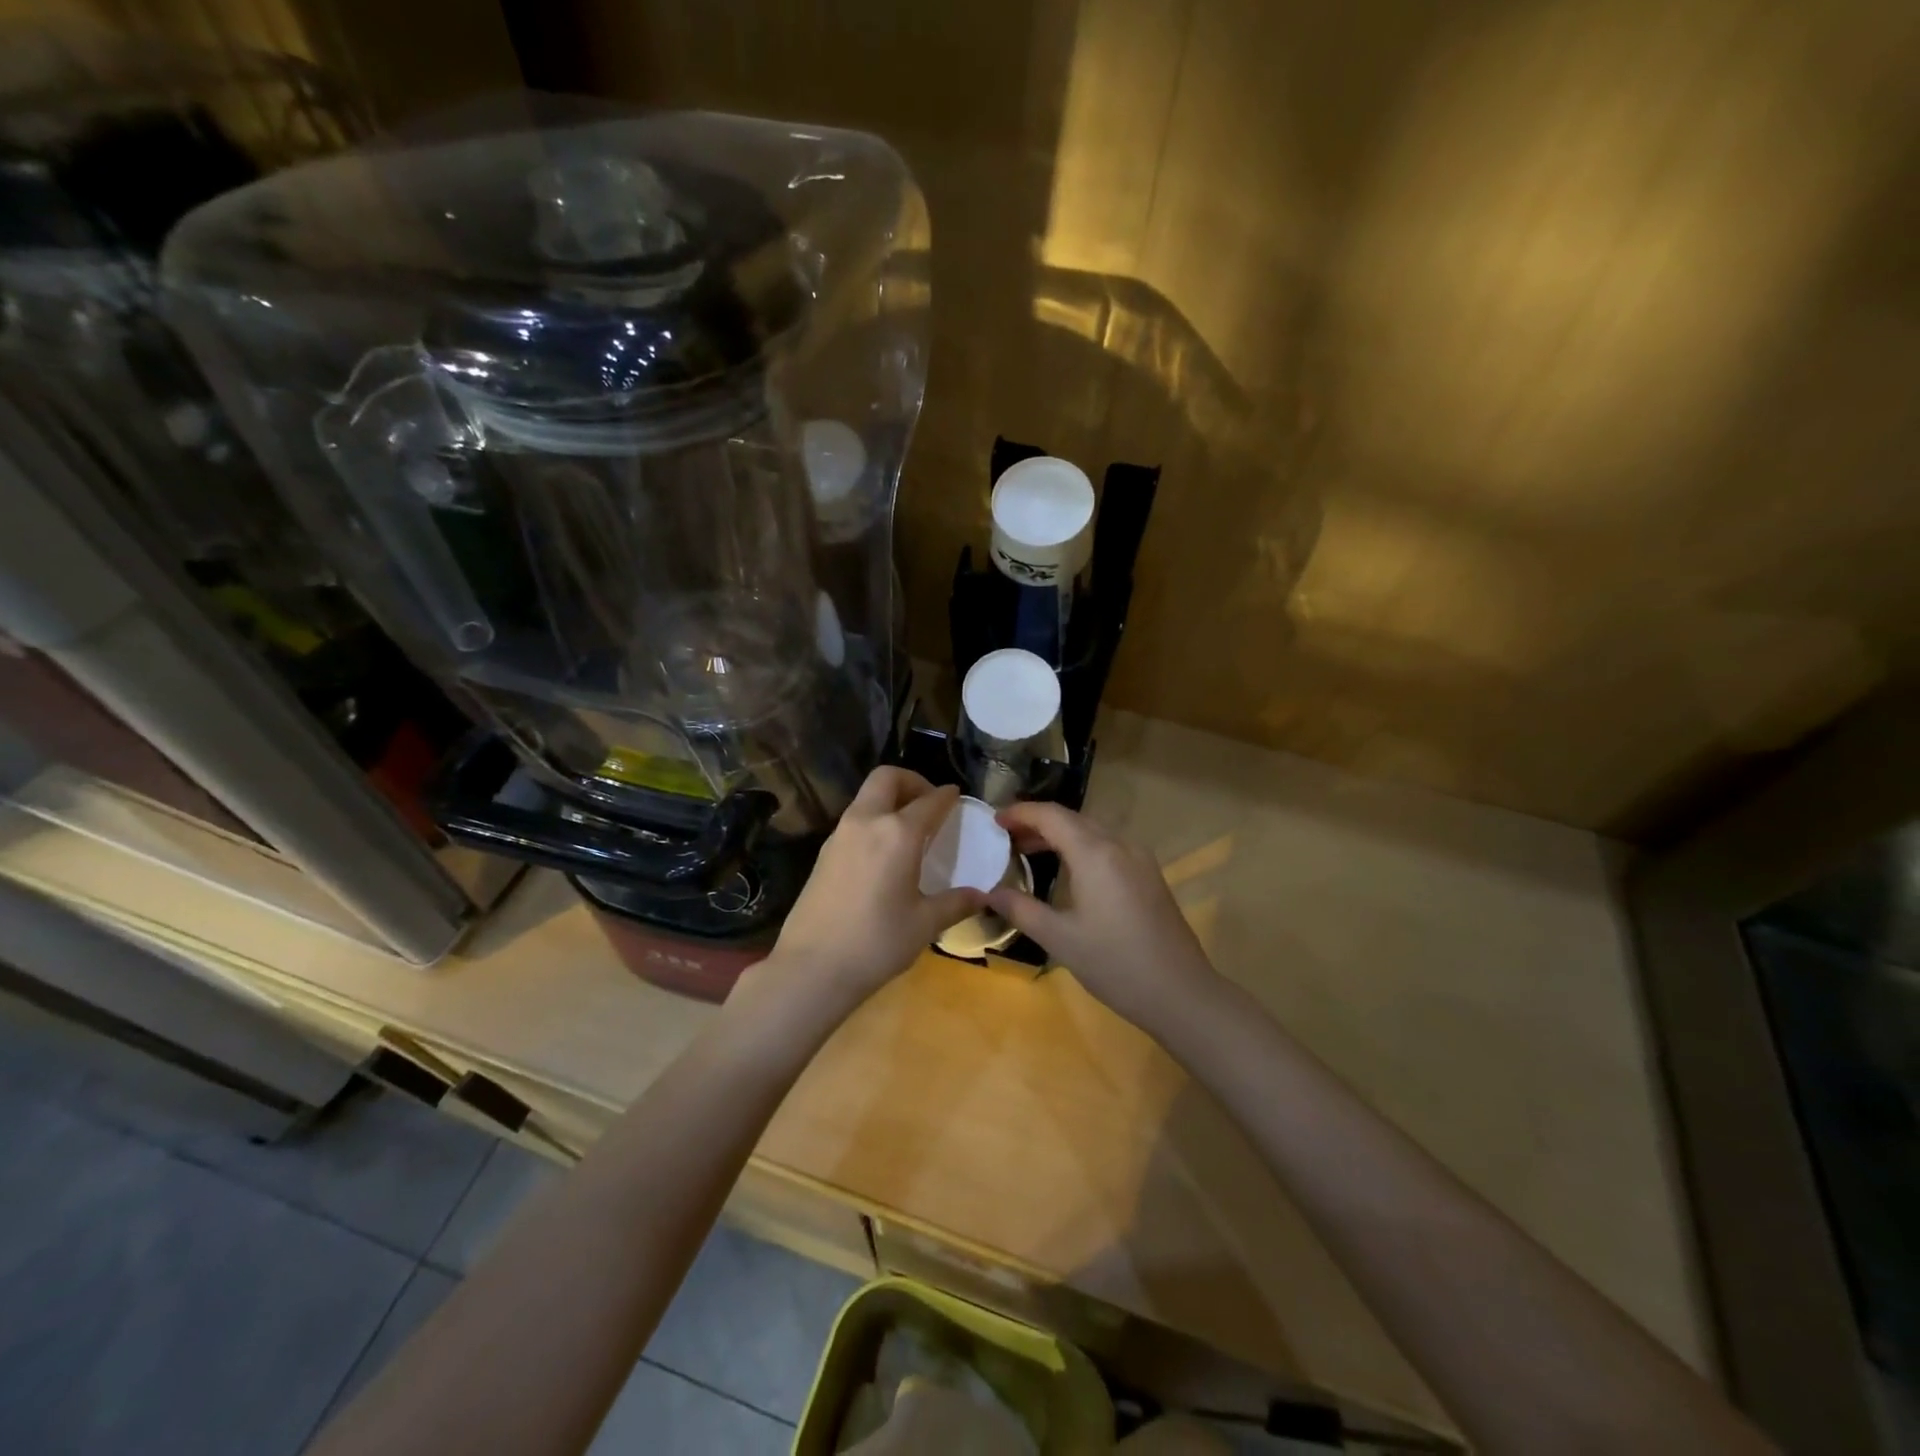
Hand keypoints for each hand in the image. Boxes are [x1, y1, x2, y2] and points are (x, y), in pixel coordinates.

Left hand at [767, 769, 985, 1006]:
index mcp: (898, 833)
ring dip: (889, 800)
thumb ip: (956, 903)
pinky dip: (873, 820)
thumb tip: (982, 896)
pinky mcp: (823, 853)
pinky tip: (884, 853)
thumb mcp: (925, 924)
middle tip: (929, 804)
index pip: (929, 801)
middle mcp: (866, 822)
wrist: (811, 967)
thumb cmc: (876, 942)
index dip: (947, 796)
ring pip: (866, 798)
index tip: (957, 796)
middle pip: (887, 778)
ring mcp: (839, 835)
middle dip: (912, 782)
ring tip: (909, 829)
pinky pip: (854, 820)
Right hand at [987, 801, 1219, 1030]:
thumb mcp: (1059, 938)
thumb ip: (1021, 909)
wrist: (1181, 992)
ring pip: (1092, 830)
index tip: (994, 821)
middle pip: (1072, 819)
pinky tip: (1068, 870)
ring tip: (1028, 852)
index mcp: (1095, 853)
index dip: (1020, 812)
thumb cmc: (1115, 964)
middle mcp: (1119, 844)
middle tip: (1006, 837)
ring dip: (1059, 834)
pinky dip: (1081, 846)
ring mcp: (1139, 858)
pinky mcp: (1149, 874)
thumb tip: (989, 892)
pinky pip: (1108, 845)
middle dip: (1037, 822)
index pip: (1051, 816)